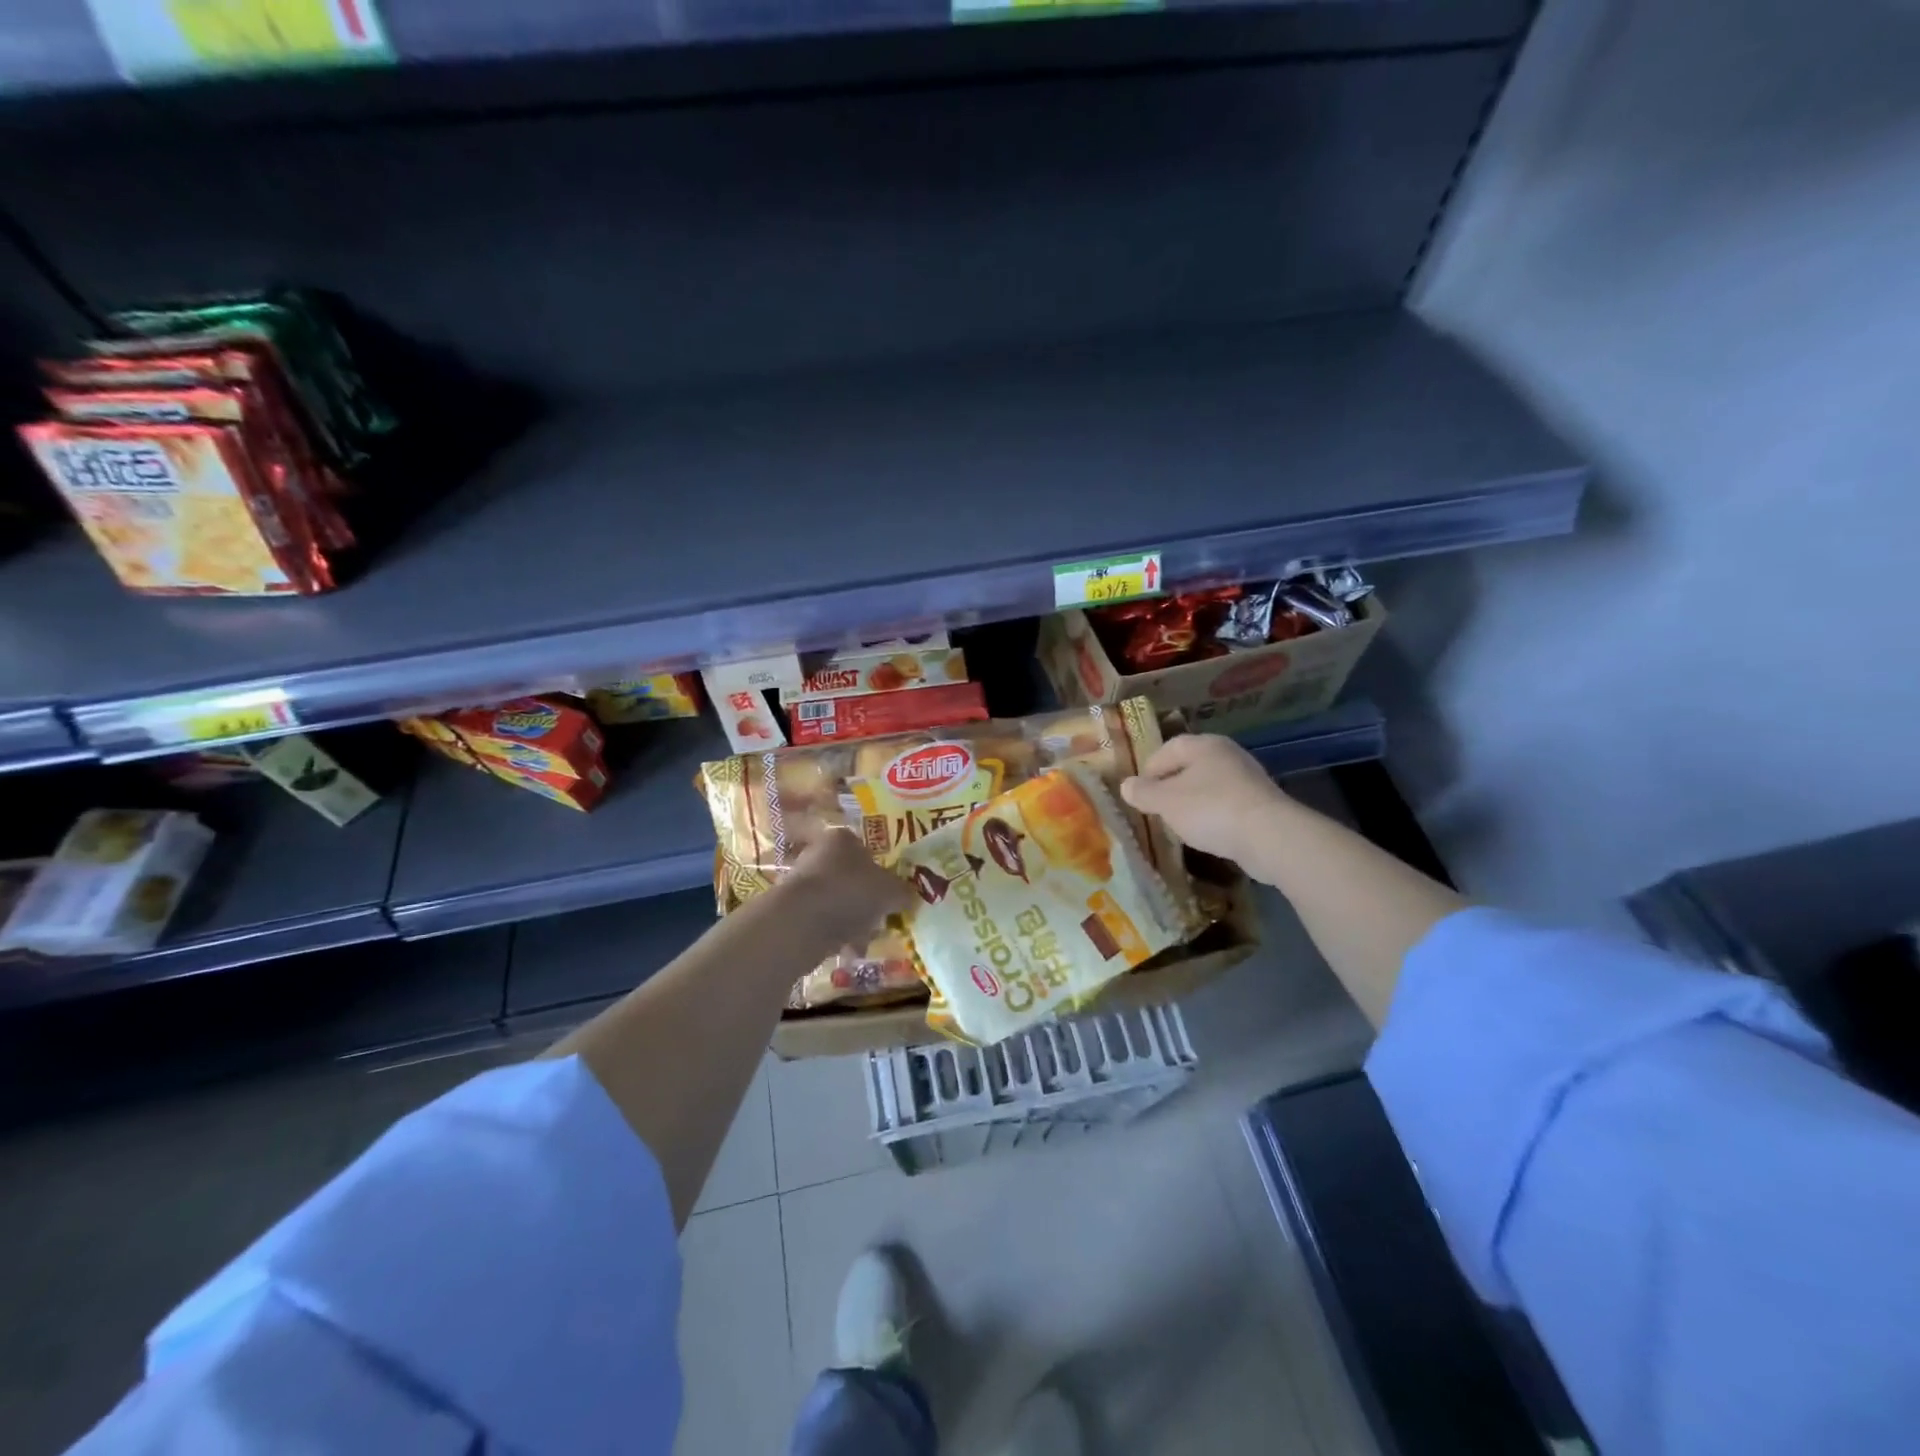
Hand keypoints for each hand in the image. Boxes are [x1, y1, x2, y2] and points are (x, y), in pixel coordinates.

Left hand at [782, 828, 913, 946]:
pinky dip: (837, 934)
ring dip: (854, 920)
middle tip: (883, 917)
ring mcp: (803, 882)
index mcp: (842, 838)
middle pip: (852, 877)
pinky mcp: (793, 910)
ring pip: (839, 901)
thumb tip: (909, 896)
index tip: (892, 892)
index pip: (867, 849)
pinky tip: (849, 950)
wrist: (800, 922)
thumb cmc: (849, 892)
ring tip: (867, 938)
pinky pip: (824, 921)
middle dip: (868, 900)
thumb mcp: (890, 890)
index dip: (882, 871)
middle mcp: (819, 854)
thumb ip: (903, 891)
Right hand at [1120, 734, 1289, 871]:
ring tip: (1180, 823)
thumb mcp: (1166, 802)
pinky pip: (1227, 803)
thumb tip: (1126, 786)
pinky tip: (1208, 832)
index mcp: (1204, 745)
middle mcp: (1228, 754)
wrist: (1269, 836)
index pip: (1168, 748)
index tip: (1140, 792)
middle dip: (1171, 786)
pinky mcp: (1261, 802)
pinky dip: (1214, 814)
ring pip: (1209, 785)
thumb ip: (1143, 793)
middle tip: (1158, 808)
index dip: (1149, 769)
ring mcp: (1248, 778)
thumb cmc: (1210, 809)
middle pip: (1190, 765)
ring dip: (1193, 801)